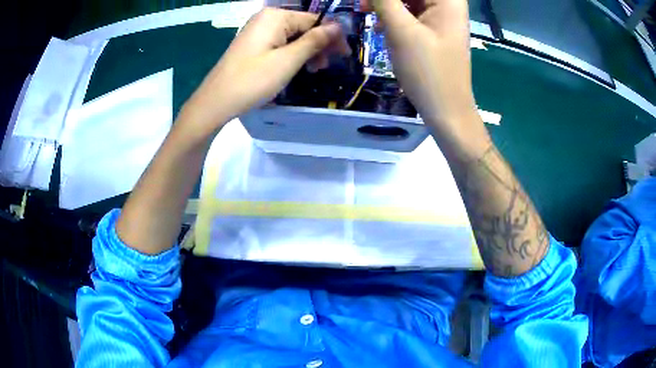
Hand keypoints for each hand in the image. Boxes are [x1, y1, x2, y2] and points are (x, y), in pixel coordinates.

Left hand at [179, 8, 349, 137]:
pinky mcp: (253, 44)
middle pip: (303, 27)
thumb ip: (314, 41)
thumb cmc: (253, 80)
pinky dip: (291, 54)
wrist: (216, 102)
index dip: (332, 37)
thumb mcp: (288, 60)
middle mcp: (266, 18)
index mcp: (275, 16)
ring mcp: (257, 31)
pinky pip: (279, 43)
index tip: (344, 55)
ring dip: (306, 51)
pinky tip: (295, 67)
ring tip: (312, 71)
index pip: (314, 20)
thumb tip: (337, 27)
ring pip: (292, 36)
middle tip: (324, 67)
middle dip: (318, 45)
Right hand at [362, 0, 478, 136]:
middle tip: (362, 5)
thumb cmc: (427, 70)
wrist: (446, 110)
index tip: (370, 3)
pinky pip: (410, 11)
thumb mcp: (401, 30)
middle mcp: (447, 3)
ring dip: (386, 4)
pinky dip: (393, 14)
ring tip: (364, 11)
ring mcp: (441, 16)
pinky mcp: (434, 28)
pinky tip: (380, 24)